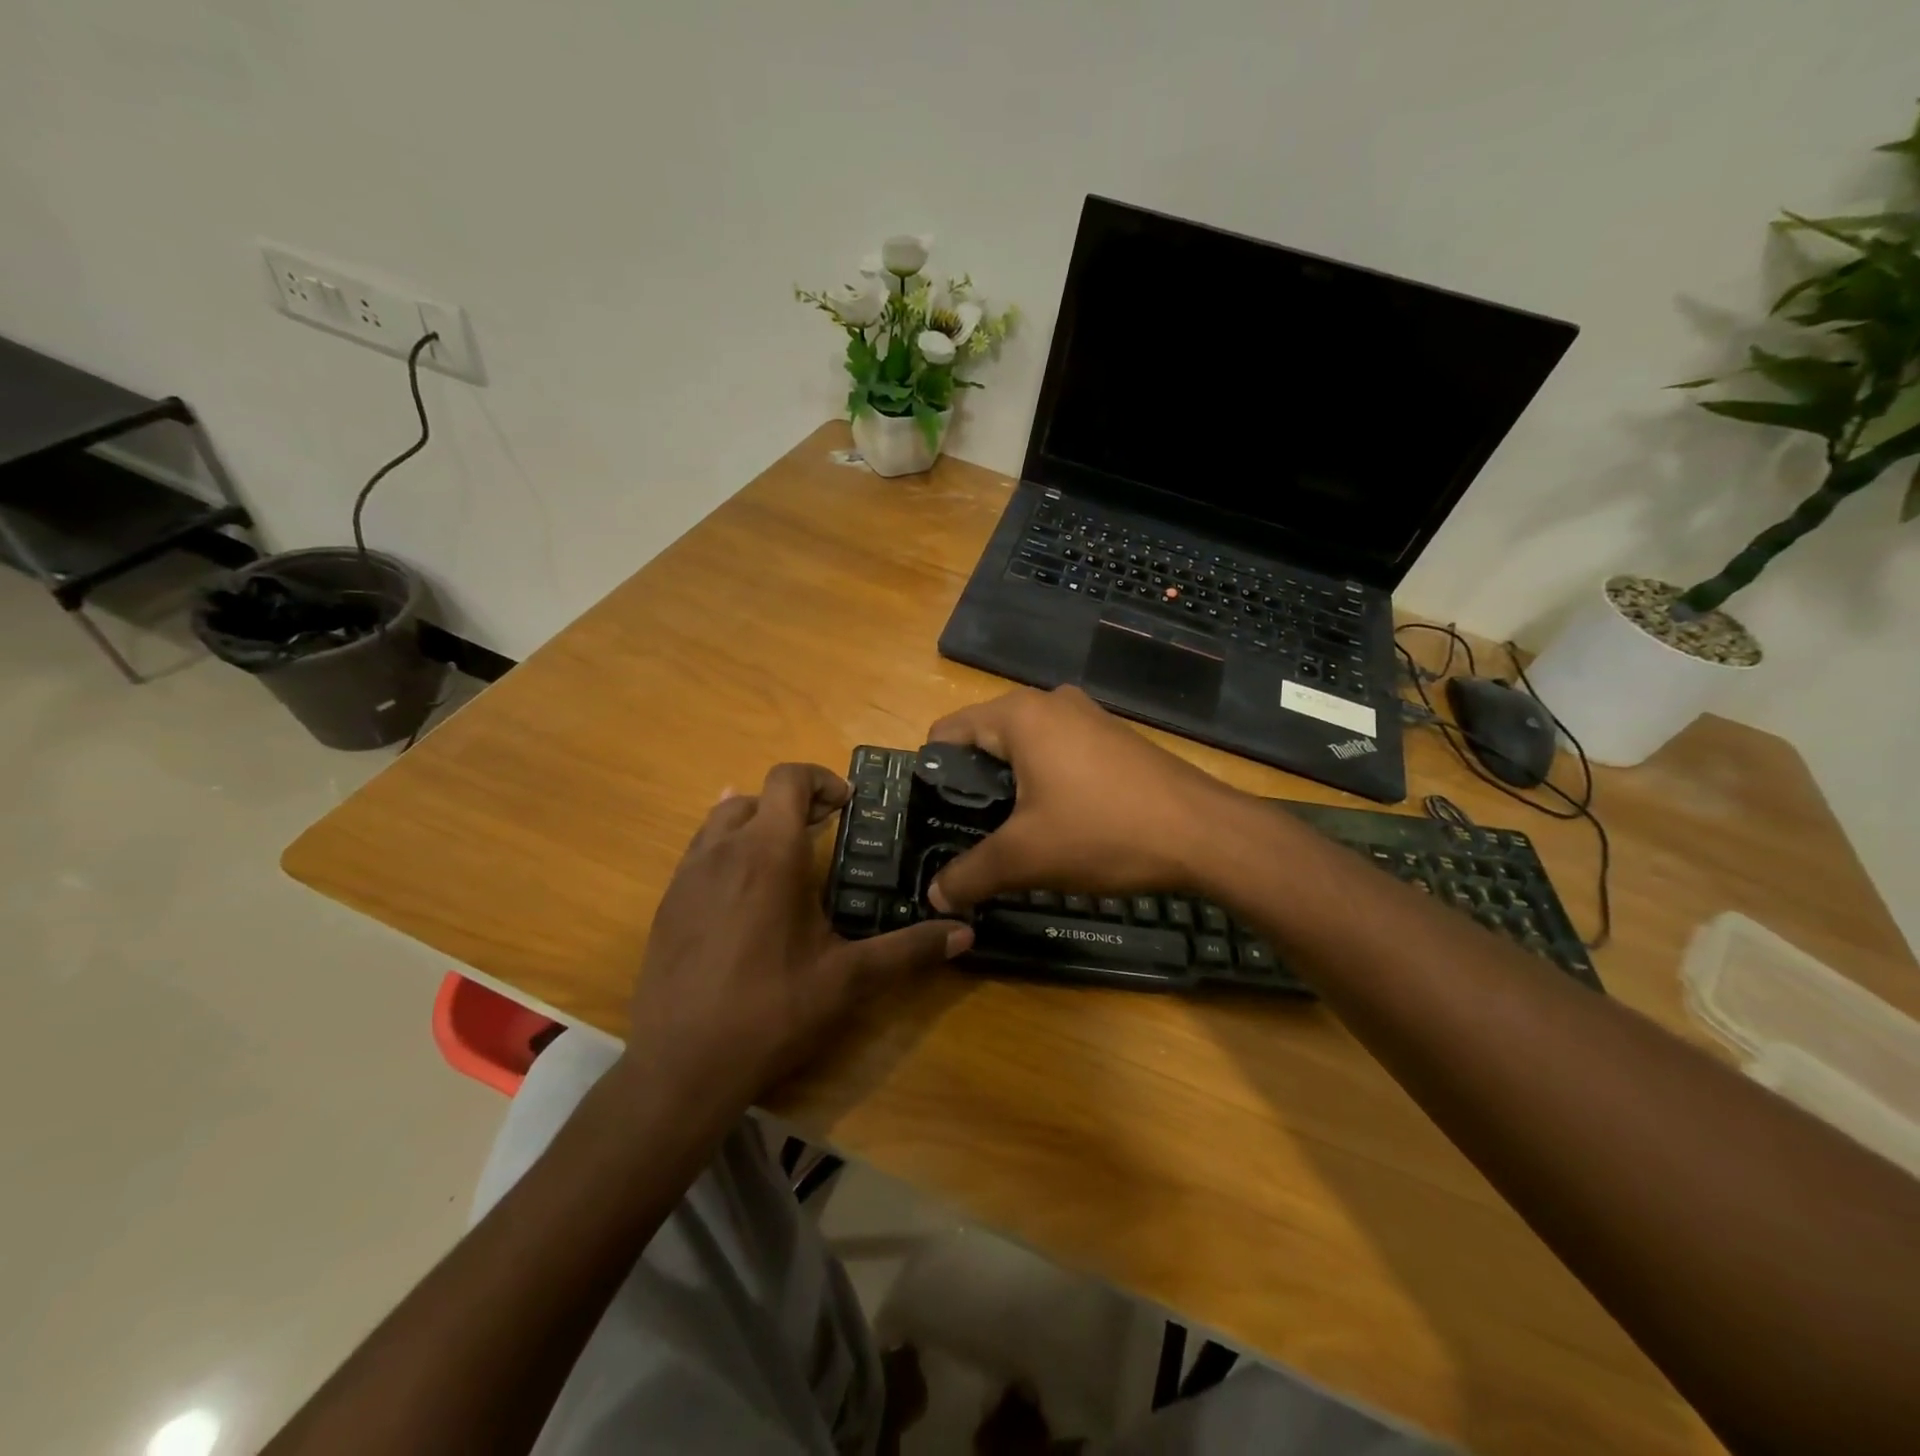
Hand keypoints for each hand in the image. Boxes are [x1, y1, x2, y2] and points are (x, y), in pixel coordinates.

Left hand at [625, 763, 971, 1109]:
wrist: (681, 1066)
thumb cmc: (771, 1011)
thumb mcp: (848, 979)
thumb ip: (908, 949)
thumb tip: (965, 933)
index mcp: (769, 853)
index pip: (788, 779)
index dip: (821, 779)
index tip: (847, 805)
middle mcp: (723, 850)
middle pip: (756, 796)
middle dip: (793, 804)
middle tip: (824, 832)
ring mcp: (688, 876)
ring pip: (721, 821)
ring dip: (756, 824)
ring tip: (785, 856)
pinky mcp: (667, 904)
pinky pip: (698, 853)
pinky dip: (727, 851)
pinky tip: (745, 892)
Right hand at [927, 685, 1245, 910]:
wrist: (1206, 834)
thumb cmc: (1104, 832)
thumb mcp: (1025, 858)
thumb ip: (969, 875)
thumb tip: (934, 897)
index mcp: (1019, 715)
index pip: (947, 733)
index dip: (933, 777)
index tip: (936, 821)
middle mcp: (1051, 702)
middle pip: (985, 739)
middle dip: (973, 787)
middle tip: (973, 835)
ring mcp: (1088, 716)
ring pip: (1025, 749)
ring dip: (1011, 788)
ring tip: (1015, 835)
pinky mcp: (1114, 738)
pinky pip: (1060, 754)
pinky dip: (1046, 783)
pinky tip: (1060, 822)